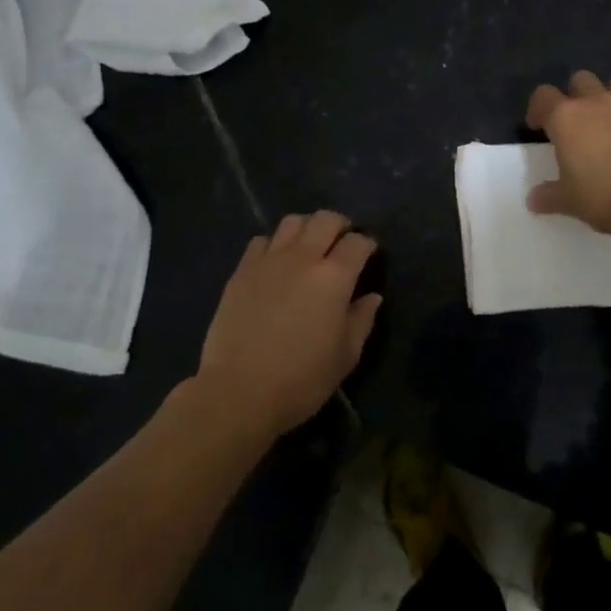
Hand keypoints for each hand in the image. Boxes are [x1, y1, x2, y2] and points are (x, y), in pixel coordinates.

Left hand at [194, 211, 381, 439]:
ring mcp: (268, 260)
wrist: (238, 391)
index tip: (369, 254)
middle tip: (342, 243)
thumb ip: (362, 320)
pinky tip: (276, 262)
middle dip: (340, 225)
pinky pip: (262, 240)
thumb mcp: (345, 356)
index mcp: (334, 277)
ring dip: (307, 228)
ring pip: (293, 221)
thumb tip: (372, 297)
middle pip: (325, 219)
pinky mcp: (241, 270)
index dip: (367, 244)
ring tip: (309, 246)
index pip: (357, 242)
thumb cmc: (301, 379)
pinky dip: (275, 244)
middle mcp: (302, 258)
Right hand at [526, 71, 610, 233]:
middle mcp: (596, 100)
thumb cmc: (607, 195)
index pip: (542, 96)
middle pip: (580, 80)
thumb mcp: (570, 202)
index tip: (540, 127)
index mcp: (566, 118)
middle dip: (577, 95)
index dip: (538, 109)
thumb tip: (534, 199)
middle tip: (581, 122)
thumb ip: (549, 196)